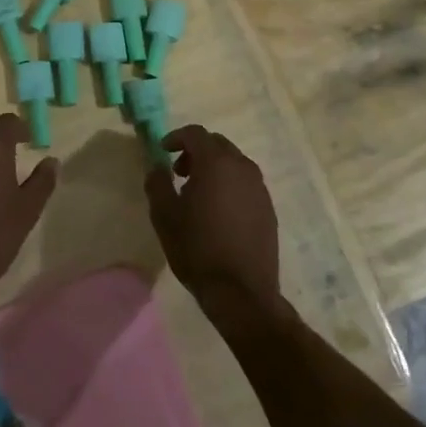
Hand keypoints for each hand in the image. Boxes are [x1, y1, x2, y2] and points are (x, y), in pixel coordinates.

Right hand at [145, 126, 285, 323]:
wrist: (241, 292)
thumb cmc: (197, 249)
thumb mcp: (165, 215)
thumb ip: (157, 183)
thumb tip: (157, 166)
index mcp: (216, 163)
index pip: (196, 133)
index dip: (176, 137)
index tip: (163, 151)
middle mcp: (242, 167)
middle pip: (217, 144)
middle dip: (196, 151)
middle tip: (178, 172)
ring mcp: (259, 188)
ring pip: (234, 163)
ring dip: (214, 167)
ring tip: (197, 193)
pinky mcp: (268, 208)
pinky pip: (245, 183)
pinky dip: (229, 184)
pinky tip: (218, 211)